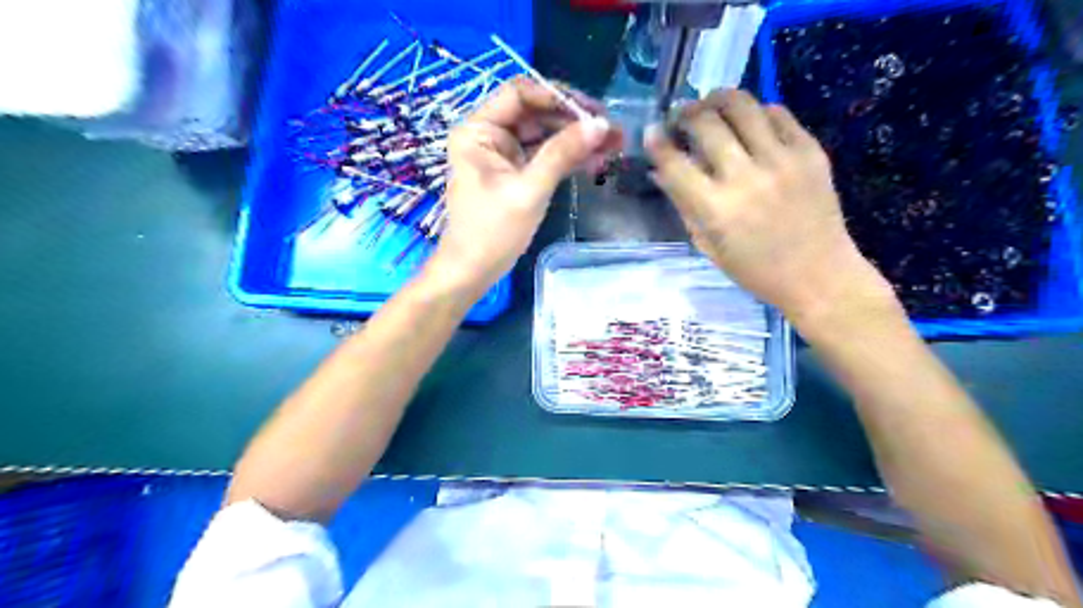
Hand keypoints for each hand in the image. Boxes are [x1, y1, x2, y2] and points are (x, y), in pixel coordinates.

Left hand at [430, 73, 622, 290]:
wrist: (473, 271)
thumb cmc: (492, 232)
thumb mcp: (529, 190)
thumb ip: (562, 154)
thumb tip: (599, 125)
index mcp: (478, 130)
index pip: (520, 94)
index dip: (557, 97)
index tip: (593, 110)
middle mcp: (489, 135)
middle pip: (536, 114)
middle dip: (574, 121)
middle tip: (613, 130)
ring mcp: (503, 155)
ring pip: (545, 136)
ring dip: (577, 140)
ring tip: (615, 145)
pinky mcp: (516, 174)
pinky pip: (545, 157)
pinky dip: (569, 159)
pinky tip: (597, 160)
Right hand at [645, 87, 891, 325]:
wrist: (818, 274)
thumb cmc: (754, 269)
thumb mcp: (708, 245)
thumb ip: (683, 205)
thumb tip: (661, 171)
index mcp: (716, 209)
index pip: (675, 163)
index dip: (657, 143)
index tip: (652, 132)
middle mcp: (746, 177)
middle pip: (706, 123)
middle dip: (685, 114)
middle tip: (681, 117)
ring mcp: (782, 160)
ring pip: (742, 105)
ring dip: (718, 100)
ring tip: (711, 105)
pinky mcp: (810, 151)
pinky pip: (778, 113)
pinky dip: (756, 112)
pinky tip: (749, 123)